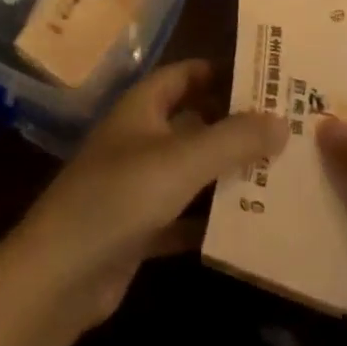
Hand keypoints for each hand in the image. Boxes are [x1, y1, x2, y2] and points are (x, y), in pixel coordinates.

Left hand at [5, 59, 287, 332]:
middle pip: (193, 122)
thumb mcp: (182, 161)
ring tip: (280, 174)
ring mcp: (137, 184)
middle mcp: (140, 138)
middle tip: (286, 128)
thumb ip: (232, 139)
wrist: (60, 274)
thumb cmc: (120, 196)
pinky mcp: (139, 228)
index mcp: (142, 107)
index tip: (266, 77)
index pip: (185, 74)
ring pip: (191, 170)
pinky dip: (210, 219)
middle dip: (233, 125)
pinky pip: (183, 216)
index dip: (221, 71)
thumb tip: (282, 119)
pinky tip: (249, 227)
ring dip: (227, 173)